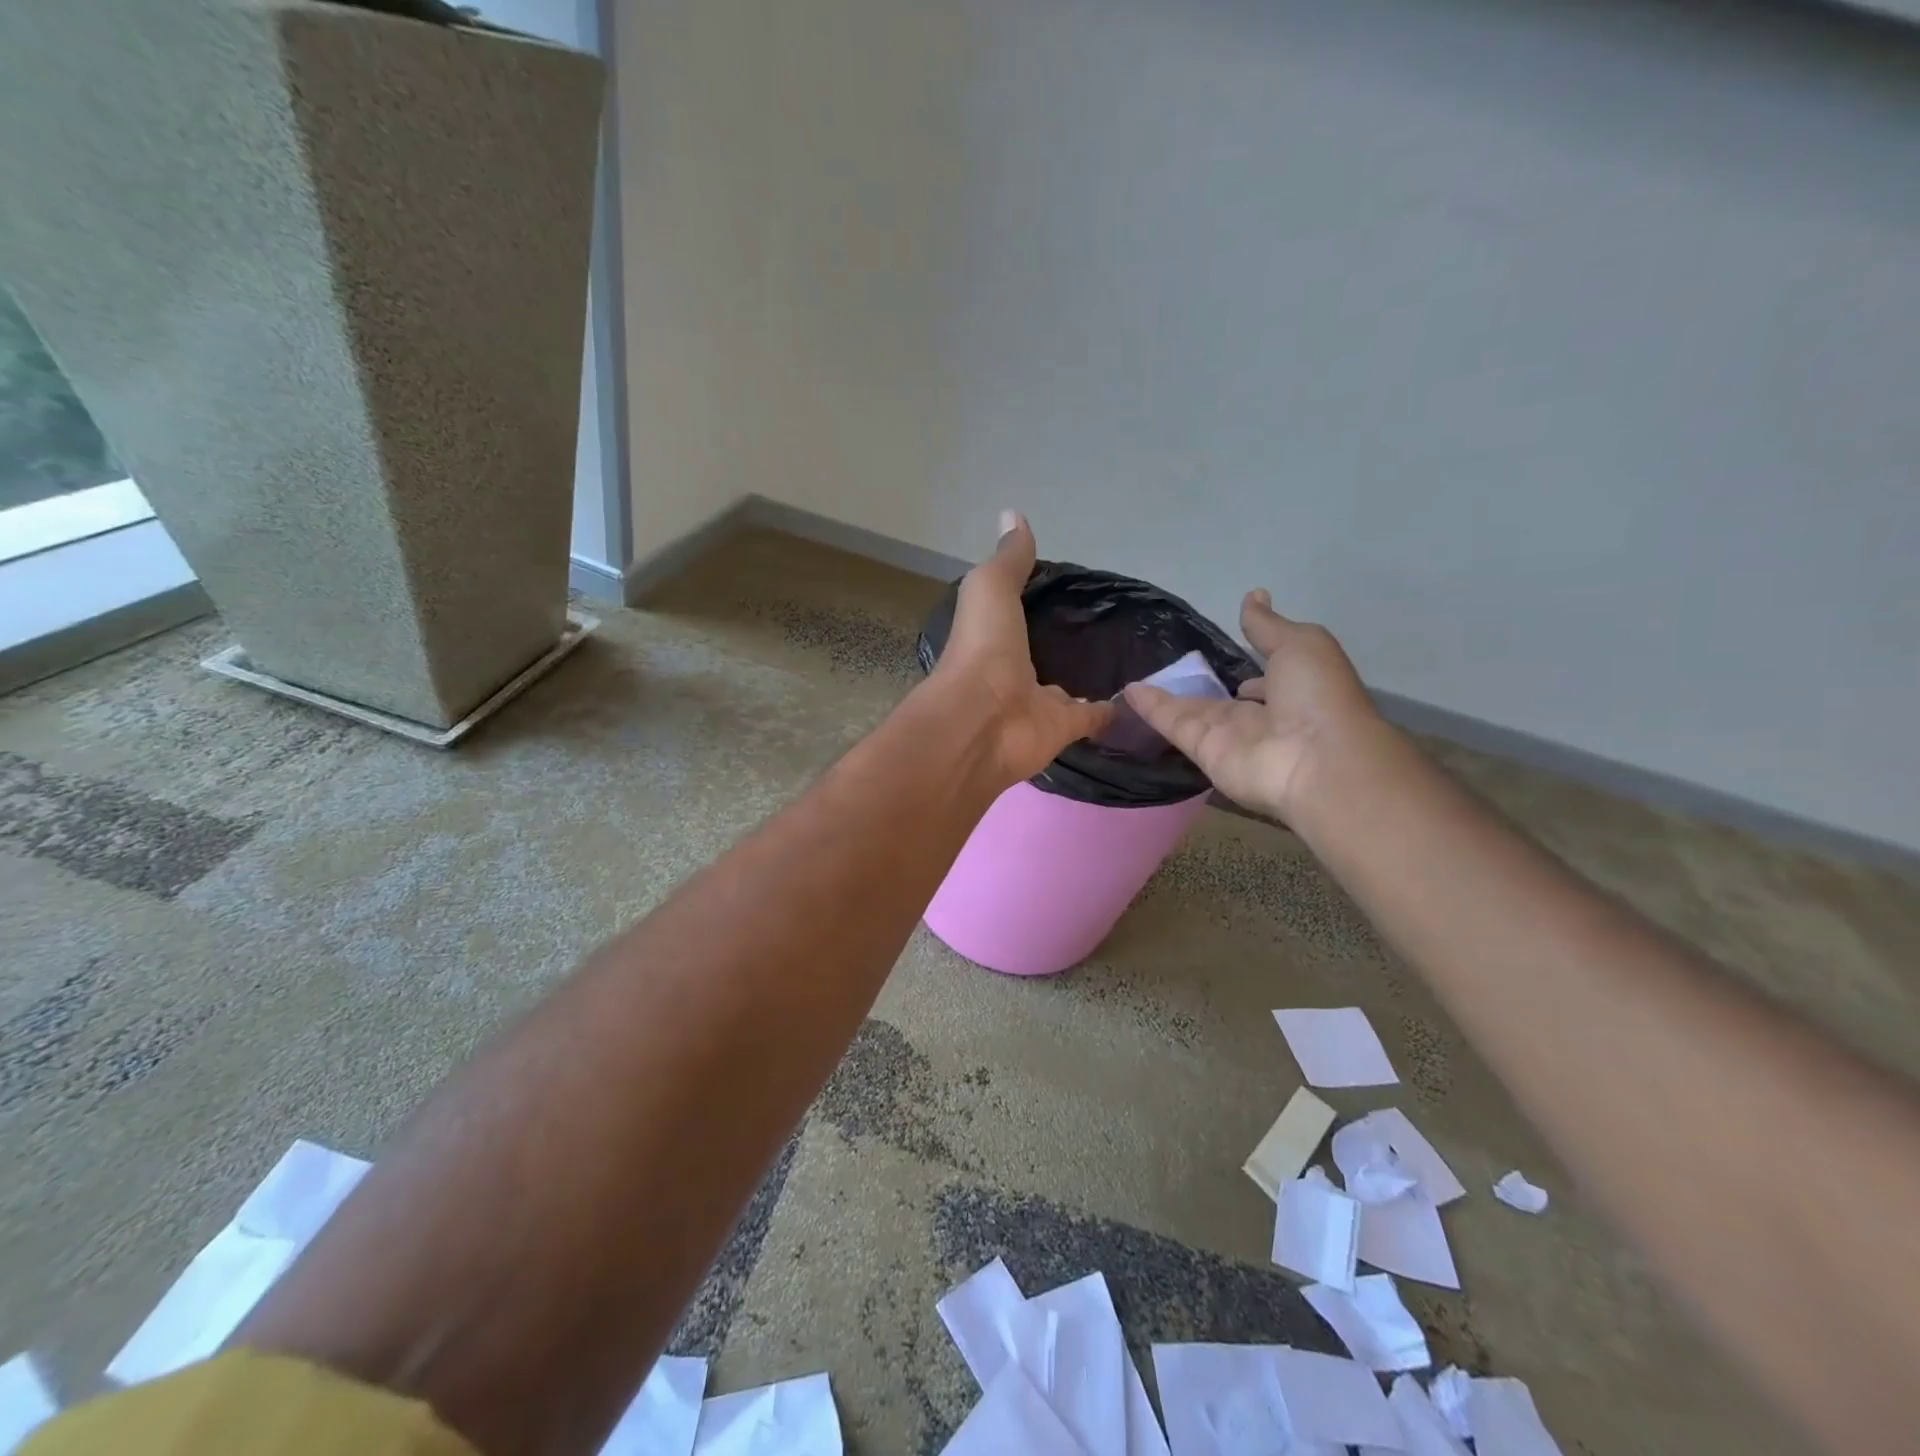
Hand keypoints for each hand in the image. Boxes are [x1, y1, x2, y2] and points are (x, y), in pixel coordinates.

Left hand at [931, 511, 1113, 782]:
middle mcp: (1015, 672)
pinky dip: (1113, 711)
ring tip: (1126, 658)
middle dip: (1064, 645)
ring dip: (1088, 679)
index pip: (1018, 618)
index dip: (1036, 604)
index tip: (1067, 588)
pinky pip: (1094, 717)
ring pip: (1069, 690)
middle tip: (1103, 625)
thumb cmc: (981, 649)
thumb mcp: (990, 589)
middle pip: (1043, 656)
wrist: (982, 721)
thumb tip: (1013, 514)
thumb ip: (1008, 560)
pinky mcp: (1065, 729)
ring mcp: (1039, 704)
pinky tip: (1138, 697)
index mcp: (993, 639)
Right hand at [1122, 590, 1381, 822]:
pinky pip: (1173, 724)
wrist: (1317, 759)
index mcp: (1291, 690)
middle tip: (1167, 666)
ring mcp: (1228, 736)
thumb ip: (1267, 626)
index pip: (1263, 681)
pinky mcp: (1203, 750)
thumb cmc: (1318, 696)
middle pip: (1221, 698)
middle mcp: (1259, 716)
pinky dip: (1151, 708)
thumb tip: (1253, 595)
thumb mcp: (1300, 644)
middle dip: (1199, 685)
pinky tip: (1127, 691)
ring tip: (1132, 675)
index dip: (1249, 667)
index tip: (1225, 654)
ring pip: (1190, 710)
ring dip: (1164, 695)